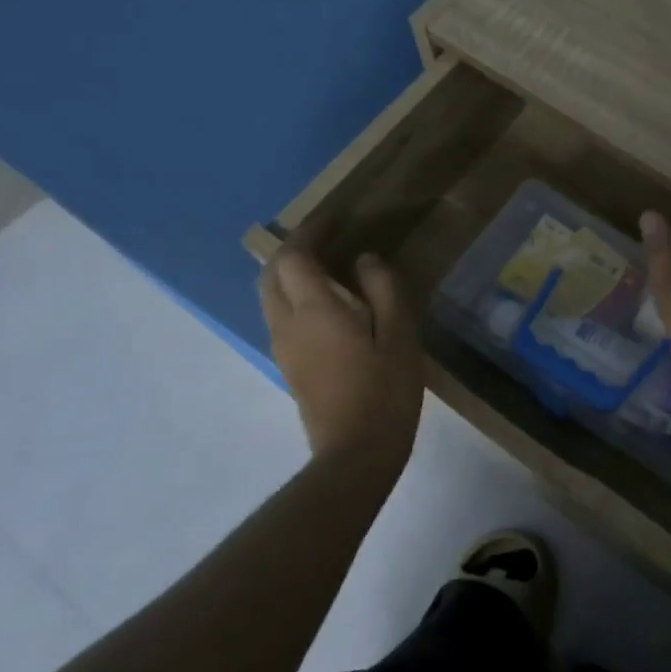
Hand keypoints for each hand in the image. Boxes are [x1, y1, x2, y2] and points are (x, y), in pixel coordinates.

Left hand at [258, 248, 423, 464]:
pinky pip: (280, 318)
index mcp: (315, 310)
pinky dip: (294, 298)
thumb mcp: (400, 335)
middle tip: (325, 240)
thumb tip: (365, 260)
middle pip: (271, 274)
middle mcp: (287, 324)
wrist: (357, 453)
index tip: (333, 218)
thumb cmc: (385, 390)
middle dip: (292, 250)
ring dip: (289, 274)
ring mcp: (284, 348)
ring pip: (270, 297)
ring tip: (325, 268)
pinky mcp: (289, 367)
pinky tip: (327, 307)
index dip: (310, 231)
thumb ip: (383, 289)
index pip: (295, 256)